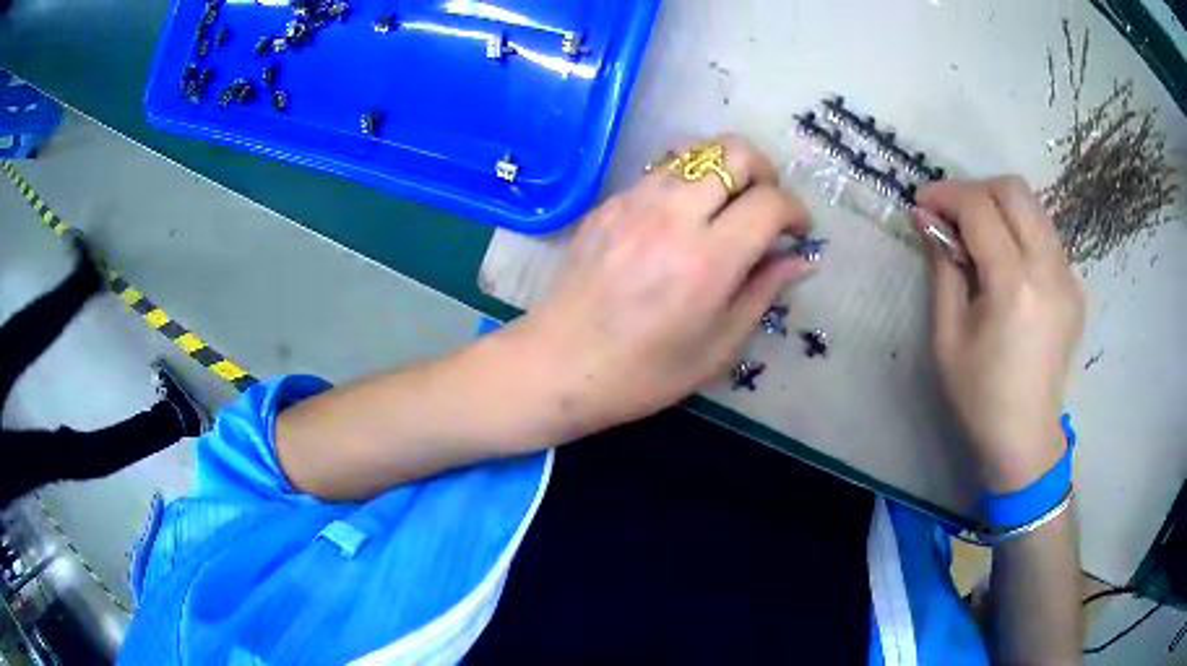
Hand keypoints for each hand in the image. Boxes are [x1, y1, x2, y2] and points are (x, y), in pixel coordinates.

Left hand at [514, 134, 814, 438]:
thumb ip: (763, 293)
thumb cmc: (643, 374)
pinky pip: (659, 171)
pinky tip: (681, 218)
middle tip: (765, 208)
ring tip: (725, 209)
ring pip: (694, 151)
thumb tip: (802, 260)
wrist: (558, 366)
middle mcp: (672, 215)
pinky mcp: (607, 204)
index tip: (798, 232)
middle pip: (734, 152)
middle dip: (764, 172)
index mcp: (707, 260)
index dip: (796, 211)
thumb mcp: (717, 348)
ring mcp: (633, 203)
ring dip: (723, 170)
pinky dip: (685, 181)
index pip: (770, 202)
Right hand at [913, 176, 1085, 492]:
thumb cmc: (980, 396)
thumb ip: (942, 268)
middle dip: (976, 190)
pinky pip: (1047, 237)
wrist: (1026, 438)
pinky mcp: (1076, 287)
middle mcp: (1049, 269)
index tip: (921, 202)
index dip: (945, 195)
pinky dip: (1021, 232)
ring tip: (978, 235)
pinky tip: (1008, 262)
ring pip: (1034, 207)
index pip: (980, 208)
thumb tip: (927, 218)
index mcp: (1015, 285)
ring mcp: (1069, 277)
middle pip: (1014, 190)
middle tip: (952, 214)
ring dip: (1000, 207)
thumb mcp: (948, 335)